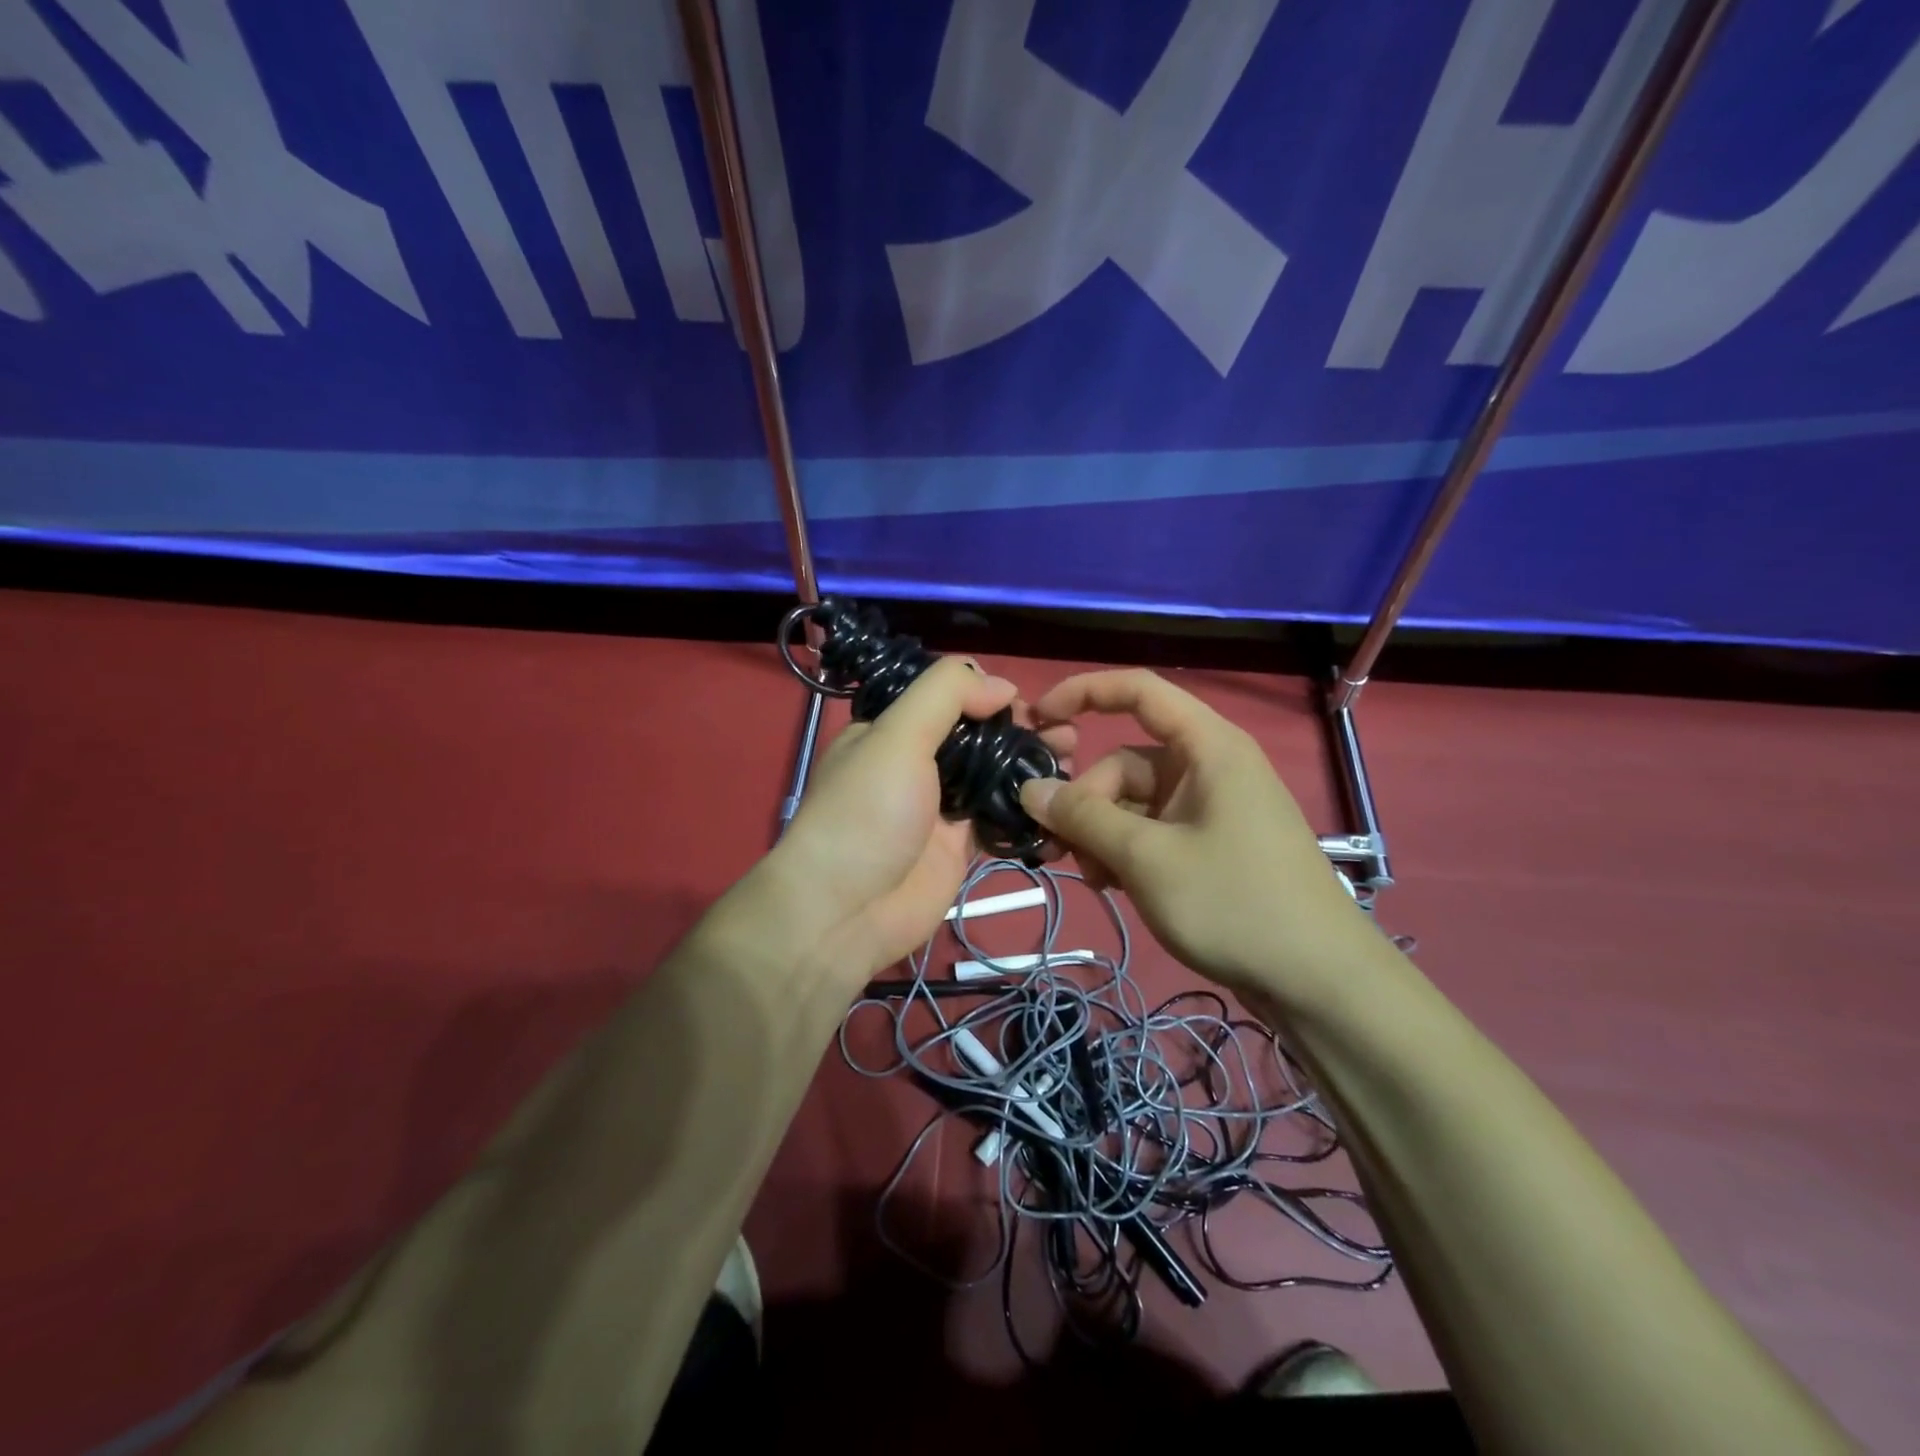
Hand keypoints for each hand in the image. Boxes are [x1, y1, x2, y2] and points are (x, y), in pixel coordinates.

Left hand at [767, 657, 1072, 990]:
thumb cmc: (867, 812)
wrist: (847, 911)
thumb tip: (1001, 685)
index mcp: (891, 731)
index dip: (988, 694)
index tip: (1030, 701)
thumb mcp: (896, 735)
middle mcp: (915, 764)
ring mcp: (938, 807)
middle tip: (1066, 731)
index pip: (945, 698)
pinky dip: (1028, 808)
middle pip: (976, 736)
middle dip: (1021, 730)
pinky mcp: (959, 847)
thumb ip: (945, 695)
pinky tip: (1062, 798)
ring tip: (1072, 757)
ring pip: (992, 776)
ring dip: (1030, 764)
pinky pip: (999, 819)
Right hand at [1020, 669, 1377, 1006]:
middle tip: (1059, 850)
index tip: (1037, 718)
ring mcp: (1211, 809)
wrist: (1319, 982)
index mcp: (1207, 747)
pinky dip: (1125, 852)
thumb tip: (1030, 788)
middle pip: (1126, 763)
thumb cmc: (1233, 903)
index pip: (1139, 691)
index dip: (1084, 692)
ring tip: (1094, 880)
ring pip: (1133, 804)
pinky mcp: (1211, 846)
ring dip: (1102, 835)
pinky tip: (1113, 887)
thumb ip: (1083, 818)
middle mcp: (1208, 768)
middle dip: (1087, 802)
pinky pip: (1152, 832)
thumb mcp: (1147, 858)